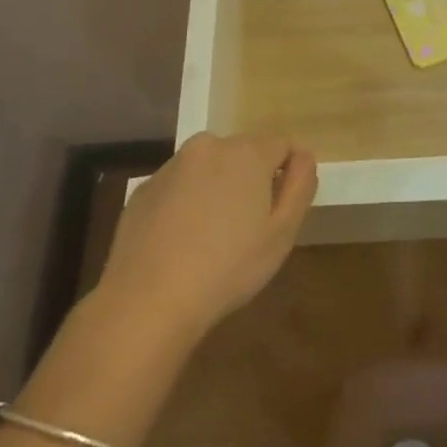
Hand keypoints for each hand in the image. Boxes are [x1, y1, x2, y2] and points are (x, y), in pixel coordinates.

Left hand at [97, 132, 317, 343]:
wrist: (148, 301)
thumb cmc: (228, 268)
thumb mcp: (282, 233)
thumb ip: (300, 185)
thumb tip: (303, 156)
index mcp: (246, 152)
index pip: (281, 145)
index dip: (286, 174)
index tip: (280, 211)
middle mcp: (208, 146)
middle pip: (243, 153)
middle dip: (250, 179)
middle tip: (248, 227)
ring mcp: (171, 166)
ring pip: (208, 168)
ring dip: (217, 188)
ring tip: (212, 237)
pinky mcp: (143, 189)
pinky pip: (178, 187)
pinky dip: (185, 203)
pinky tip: (180, 242)